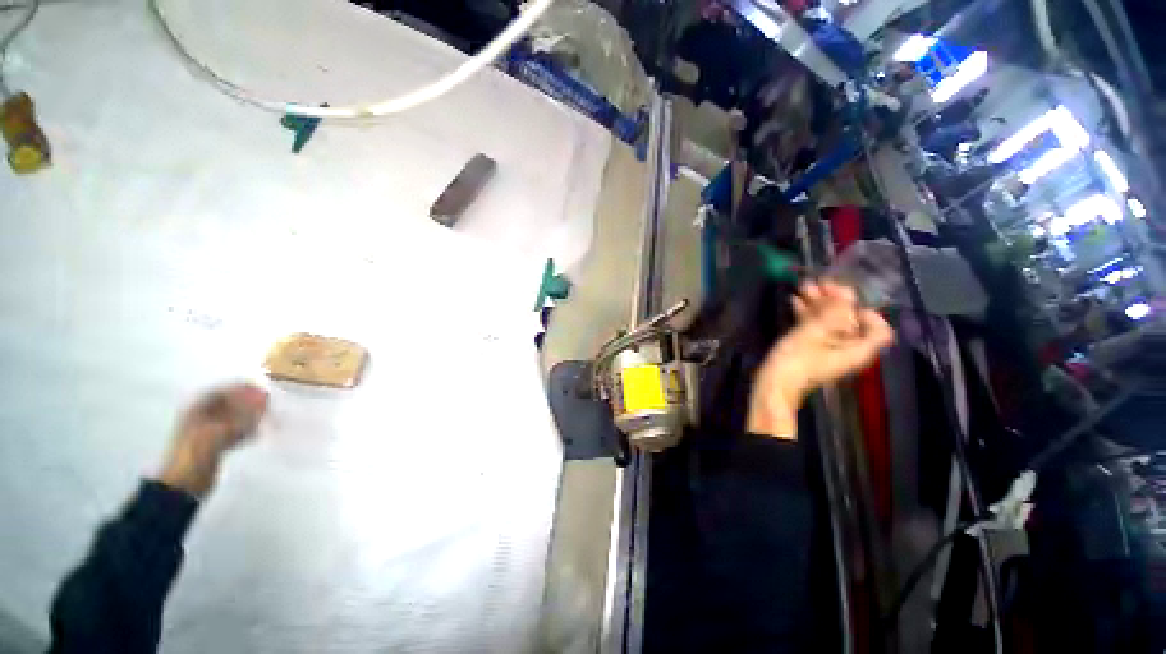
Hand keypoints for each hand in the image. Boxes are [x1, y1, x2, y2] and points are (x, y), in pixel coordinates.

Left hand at [158, 384, 268, 496]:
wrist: (184, 484)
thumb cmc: (196, 453)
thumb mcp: (219, 432)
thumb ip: (242, 417)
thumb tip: (265, 400)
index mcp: (196, 411)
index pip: (220, 392)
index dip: (240, 389)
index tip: (261, 389)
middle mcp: (201, 419)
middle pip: (228, 405)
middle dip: (247, 403)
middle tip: (268, 404)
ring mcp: (208, 433)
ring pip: (232, 419)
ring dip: (249, 417)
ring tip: (266, 417)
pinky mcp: (215, 447)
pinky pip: (233, 433)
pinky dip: (246, 431)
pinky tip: (257, 434)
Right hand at [748, 281, 894, 438]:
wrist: (772, 386)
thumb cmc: (796, 361)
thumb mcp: (814, 333)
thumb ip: (833, 312)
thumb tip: (846, 295)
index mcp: (858, 349)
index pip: (879, 329)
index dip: (866, 310)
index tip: (845, 297)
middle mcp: (847, 349)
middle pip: (850, 322)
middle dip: (835, 301)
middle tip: (819, 282)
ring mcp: (827, 351)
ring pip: (829, 323)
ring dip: (818, 305)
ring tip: (803, 286)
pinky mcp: (809, 351)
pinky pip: (814, 329)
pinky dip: (807, 315)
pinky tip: (795, 301)